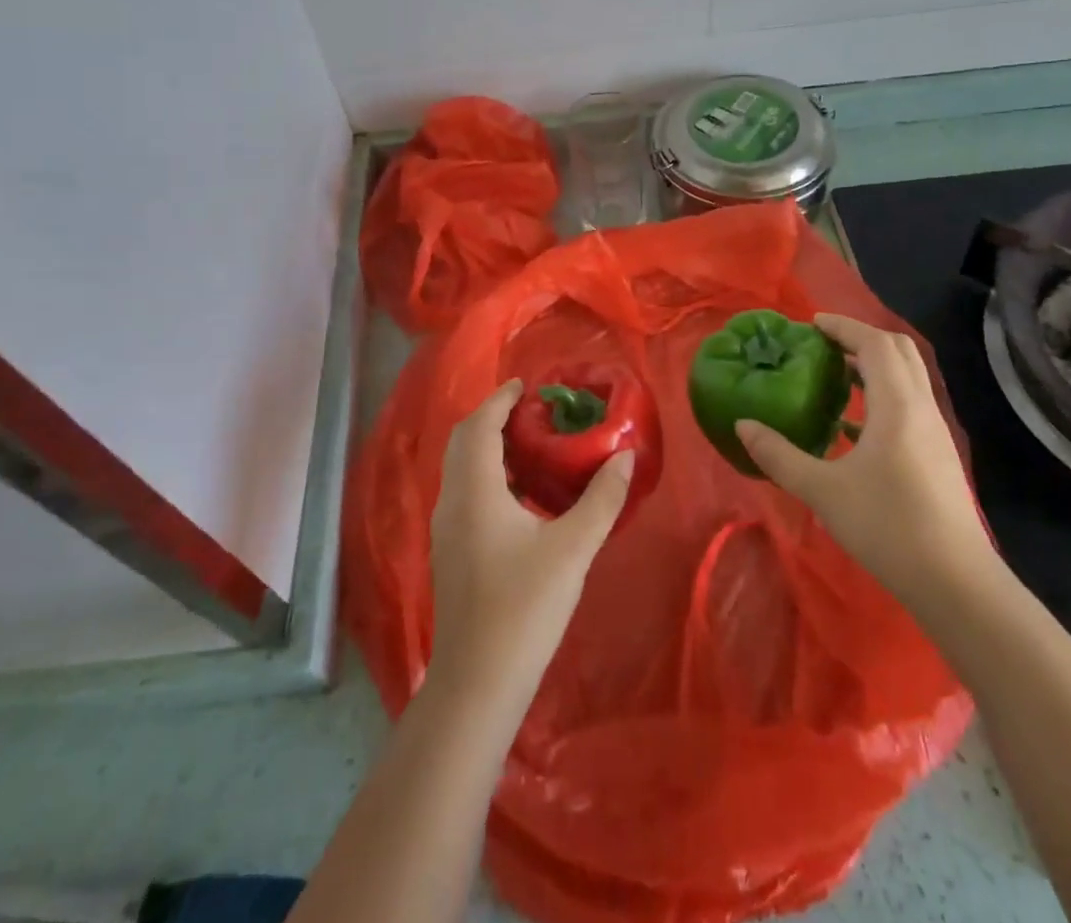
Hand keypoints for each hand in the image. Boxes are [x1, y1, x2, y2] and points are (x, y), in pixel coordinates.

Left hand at [428, 379, 633, 710]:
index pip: (479, 426)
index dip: (499, 400)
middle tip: (531, 411)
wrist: (477, 684)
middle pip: (464, 442)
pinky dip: (488, 476)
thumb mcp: (572, 549)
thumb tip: (624, 456)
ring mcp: (446, 530)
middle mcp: (452, 502)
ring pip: (462, 470)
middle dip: (493, 419)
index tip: (525, 385)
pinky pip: (466, 493)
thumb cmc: (524, 608)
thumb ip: (601, 500)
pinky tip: (521, 497)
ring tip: (530, 445)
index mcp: (474, 491)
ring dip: (489, 448)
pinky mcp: (451, 553)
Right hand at [736, 314, 996, 612]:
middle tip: (822, 344)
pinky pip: (909, 405)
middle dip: (861, 338)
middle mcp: (921, 409)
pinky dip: (882, 396)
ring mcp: (934, 433)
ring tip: (833, 377)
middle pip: (899, 352)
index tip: (811, 324)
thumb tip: (742, 424)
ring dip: (873, 366)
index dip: (844, 327)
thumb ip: (779, 455)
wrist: (956, 583)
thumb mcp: (823, 490)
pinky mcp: (937, 456)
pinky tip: (852, 427)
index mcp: (897, 406)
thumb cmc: (888, 526)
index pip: (875, 344)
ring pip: (907, 379)